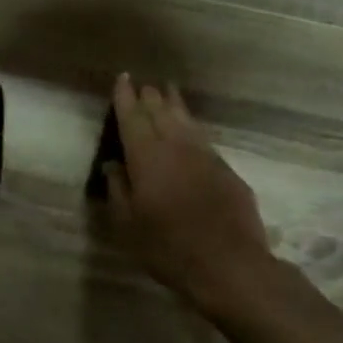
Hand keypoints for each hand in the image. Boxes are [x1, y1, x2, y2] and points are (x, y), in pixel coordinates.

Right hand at [103, 73, 275, 312]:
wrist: (229, 264)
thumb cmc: (168, 247)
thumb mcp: (128, 224)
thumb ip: (118, 190)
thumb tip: (114, 165)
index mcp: (147, 157)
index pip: (133, 118)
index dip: (126, 97)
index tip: (123, 77)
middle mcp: (176, 147)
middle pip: (161, 112)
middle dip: (150, 96)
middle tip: (143, 84)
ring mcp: (206, 156)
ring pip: (186, 121)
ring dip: (174, 104)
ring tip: (167, 90)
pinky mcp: (226, 170)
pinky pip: (202, 138)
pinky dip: (191, 127)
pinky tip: (190, 129)